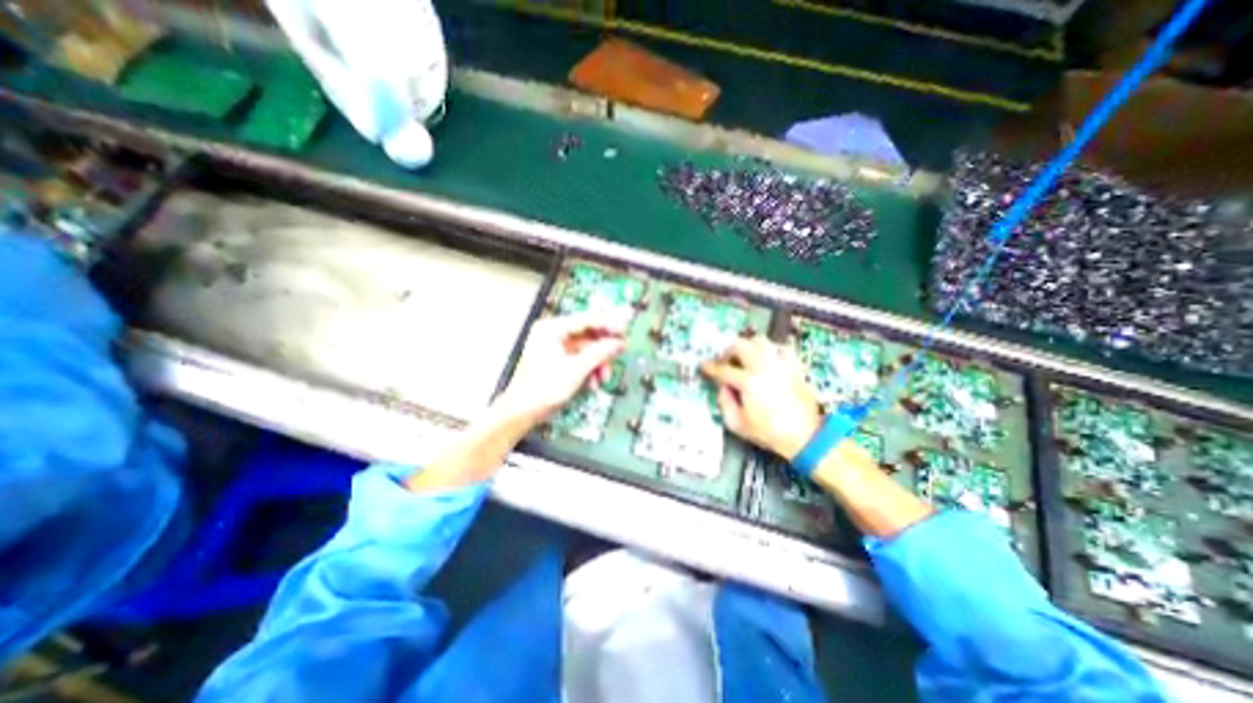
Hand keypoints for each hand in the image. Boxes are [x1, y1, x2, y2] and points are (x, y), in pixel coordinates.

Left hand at [492, 317, 624, 426]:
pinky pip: (579, 359)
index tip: (623, 330)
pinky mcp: (556, 360)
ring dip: (597, 363)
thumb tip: (618, 343)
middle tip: (620, 351)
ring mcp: (554, 347)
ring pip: (585, 349)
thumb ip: (599, 353)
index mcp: (551, 330)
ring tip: (603, 377)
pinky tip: (592, 382)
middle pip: (587, 334)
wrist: (522, 412)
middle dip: (603, 349)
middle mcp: (552, 334)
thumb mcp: (576, 370)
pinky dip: (588, 369)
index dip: (607, 324)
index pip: (585, 320)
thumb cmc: (542, 390)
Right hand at [703, 336, 823, 460]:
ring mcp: (781, 364)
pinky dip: (771, 350)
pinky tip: (768, 360)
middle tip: (725, 362)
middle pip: (740, 345)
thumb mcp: (737, 424)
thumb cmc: (768, 432)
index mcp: (748, 382)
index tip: (704, 367)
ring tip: (745, 359)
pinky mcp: (795, 366)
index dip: (710, 368)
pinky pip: (781, 348)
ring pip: (760, 341)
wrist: (805, 436)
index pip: (723, 369)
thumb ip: (724, 402)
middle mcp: (764, 367)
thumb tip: (722, 386)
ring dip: (748, 347)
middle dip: (728, 352)